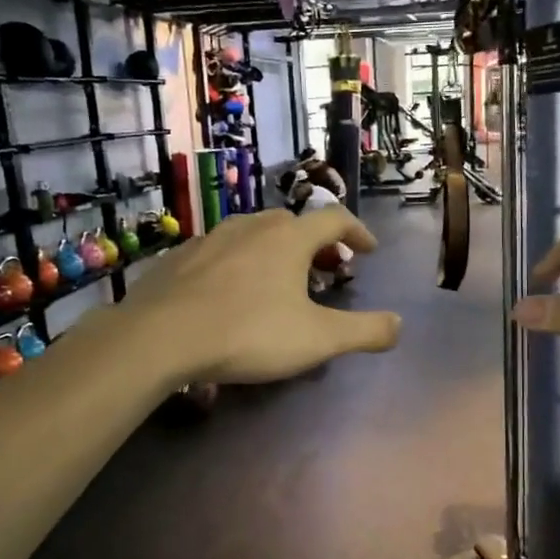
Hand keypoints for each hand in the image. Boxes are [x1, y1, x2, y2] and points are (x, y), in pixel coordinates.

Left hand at [120, 209, 400, 383]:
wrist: (160, 337)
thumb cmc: (249, 333)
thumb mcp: (318, 339)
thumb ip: (364, 331)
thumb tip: (399, 325)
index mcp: (290, 238)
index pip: (335, 219)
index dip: (358, 231)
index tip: (368, 250)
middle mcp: (252, 226)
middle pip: (294, 223)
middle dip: (316, 243)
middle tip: (325, 268)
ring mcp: (211, 238)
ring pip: (254, 233)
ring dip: (275, 250)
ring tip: (278, 279)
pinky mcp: (180, 257)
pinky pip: (221, 251)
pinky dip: (239, 263)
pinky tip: (230, 291)